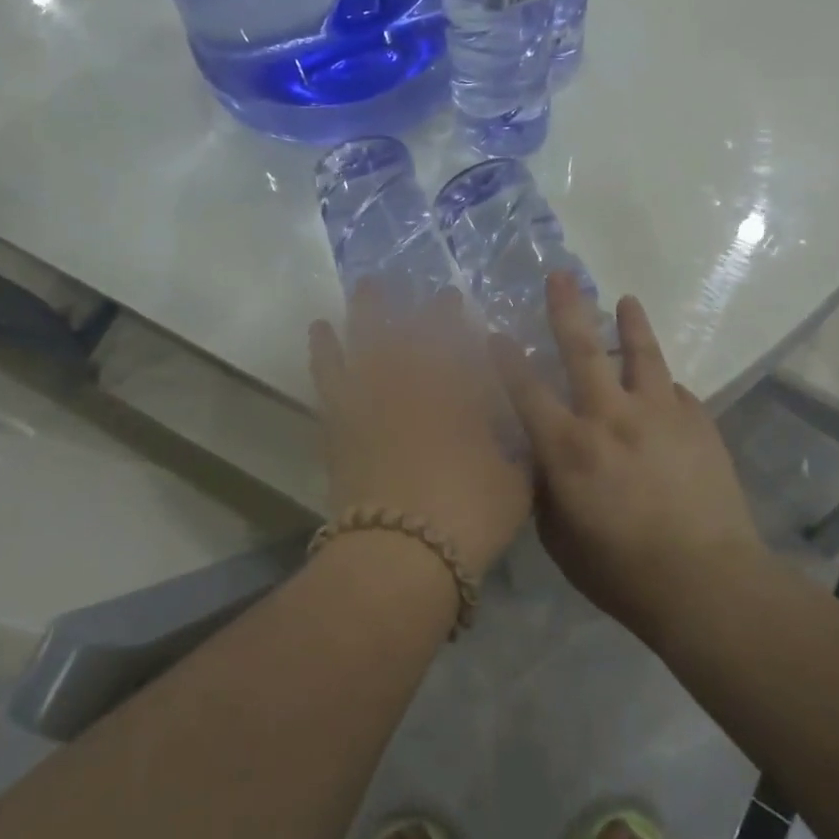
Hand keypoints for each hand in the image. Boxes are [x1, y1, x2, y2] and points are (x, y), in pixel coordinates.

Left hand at [310, 283, 532, 577]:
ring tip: (369, 284)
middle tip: (427, 292)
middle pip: (418, 337)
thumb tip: (517, 427)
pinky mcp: (341, 422)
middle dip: (425, 311)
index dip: (459, 322)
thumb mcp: (516, 484)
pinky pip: (328, 376)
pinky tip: (320, 328)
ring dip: (370, 311)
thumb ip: (518, 449)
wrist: (402, 554)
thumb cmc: (469, 518)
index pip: (461, 346)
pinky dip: (324, 350)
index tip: (457, 300)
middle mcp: (418, 386)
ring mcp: (374, 400)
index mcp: (462, 397)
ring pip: (369, 343)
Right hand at [490, 273, 762, 638]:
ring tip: (626, 300)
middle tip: (561, 275)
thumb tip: (541, 460)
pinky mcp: (699, 423)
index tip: (494, 332)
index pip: (526, 390)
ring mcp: (660, 414)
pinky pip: (676, 392)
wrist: (706, 582)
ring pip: (641, 355)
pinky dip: (663, 386)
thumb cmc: (621, 572)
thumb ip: (545, 491)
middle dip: (568, 309)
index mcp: (568, 447)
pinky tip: (662, 387)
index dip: (506, 358)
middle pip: (583, 350)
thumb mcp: (560, 540)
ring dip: (631, 324)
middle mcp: (610, 417)